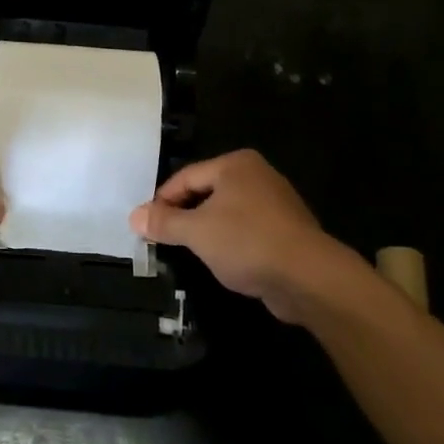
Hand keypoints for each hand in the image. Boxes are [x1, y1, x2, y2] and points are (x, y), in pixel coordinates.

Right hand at [129, 150, 379, 324]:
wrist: (309, 278)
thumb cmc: (247, 242)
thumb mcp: (196, 232)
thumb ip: (164, 222)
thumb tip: (134, 216)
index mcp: (235, 165)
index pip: (185, 177)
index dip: (162, 201)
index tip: (145, 225)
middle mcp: (257, 176)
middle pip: (206, 193)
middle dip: (183, 216)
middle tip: (162, 238)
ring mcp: (275, 203)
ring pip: (226, 213)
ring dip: (206, 231)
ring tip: (188, 252)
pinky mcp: (286, 231)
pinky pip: (246, 231)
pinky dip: (230, 243)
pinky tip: (222, 262)